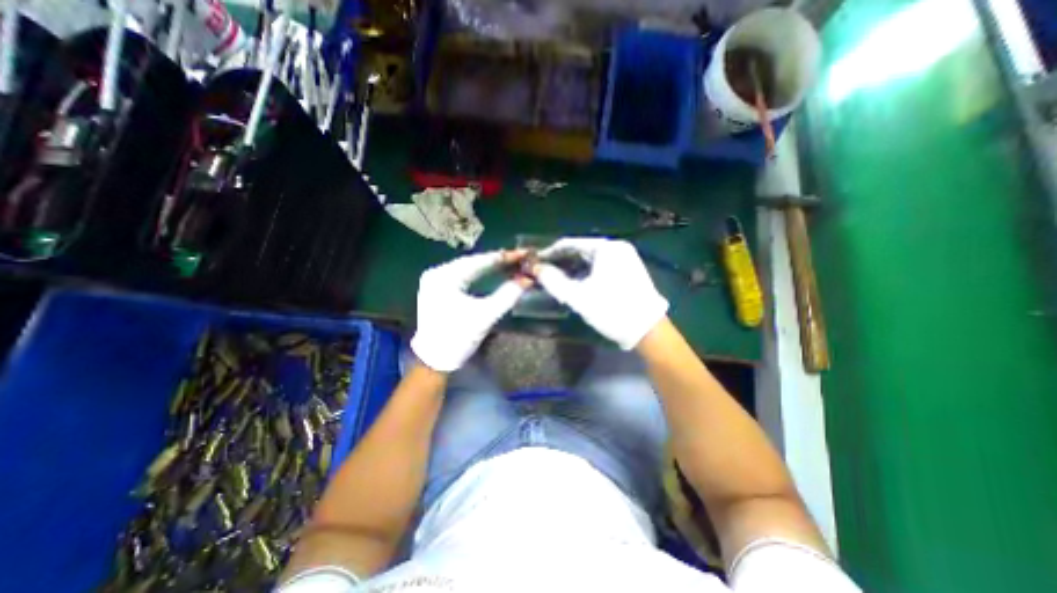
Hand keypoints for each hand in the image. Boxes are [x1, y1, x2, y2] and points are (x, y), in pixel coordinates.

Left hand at [411, 250, 528, 370]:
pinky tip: (492, 273)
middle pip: (473, 262)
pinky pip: (462, 275)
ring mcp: (435, 280)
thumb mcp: (486, 316)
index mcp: (445, 277)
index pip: (480, 261)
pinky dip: (479, 275)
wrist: (435, 361)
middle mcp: (437, 273)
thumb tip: (528, 279)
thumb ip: (508, 295)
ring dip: (489, 267)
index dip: (504, 257)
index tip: (524, 253)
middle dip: (498, 261)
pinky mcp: (437, 289)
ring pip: (468, 268)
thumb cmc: (458, 338)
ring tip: (511, 264)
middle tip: (520, 258)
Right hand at [534, 236, 661, 347]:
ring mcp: (626, 258)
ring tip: (556, 279)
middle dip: (561, 261)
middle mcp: (617, 247)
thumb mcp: (578, 297)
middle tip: (544, 272)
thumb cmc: (611, 310)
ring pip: (591, 259)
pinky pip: (601, 266)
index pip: (570, 243)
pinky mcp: (629, 270)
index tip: (536, 262)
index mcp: (606, 248)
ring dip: (573, 268)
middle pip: (581, 250)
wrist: (648, 330)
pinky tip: (576, 283)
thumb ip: (554, 281)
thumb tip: (537, 269)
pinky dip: (586, 273)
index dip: (550, 252)